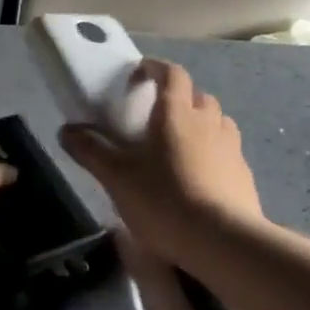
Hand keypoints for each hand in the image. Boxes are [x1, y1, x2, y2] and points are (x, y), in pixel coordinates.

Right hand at [59, 57, 262, 267]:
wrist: (223, 241)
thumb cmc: (164, 199)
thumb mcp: (116, 177)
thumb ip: (90, 150)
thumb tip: (66, 130)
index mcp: (177, 113)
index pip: (171, 73)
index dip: (155, 68)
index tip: (138, 74)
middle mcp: (209, 122)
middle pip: (197, 96)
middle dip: (178, 98)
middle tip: (156, 115)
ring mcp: (232, 148)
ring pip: (217, 122)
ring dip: (199, 124)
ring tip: (179, 145)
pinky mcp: (244, 175)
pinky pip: (227, 152)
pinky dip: (213, 153)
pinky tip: (199, 177)